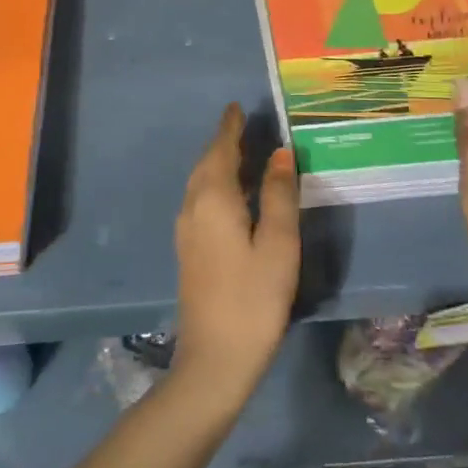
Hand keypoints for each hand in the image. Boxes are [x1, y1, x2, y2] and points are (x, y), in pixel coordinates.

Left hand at [170, 104, 302, 406]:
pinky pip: (201, 200)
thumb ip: (278, 195)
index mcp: (213, 199)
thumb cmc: (253, 298)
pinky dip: (217, 185)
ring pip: (201, 183)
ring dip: (219, 164)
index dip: (230, 127)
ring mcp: (187, 231)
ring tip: (244, 154)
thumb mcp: (277, 244)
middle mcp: (193, 207)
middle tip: (245, 126)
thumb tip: (280, 153)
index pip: (221, 150)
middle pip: (207, 163)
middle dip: (224, 142)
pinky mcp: (189, 250)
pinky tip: (235, 196)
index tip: (237, 107)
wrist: (214, 360)